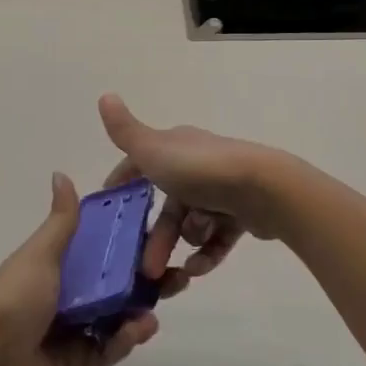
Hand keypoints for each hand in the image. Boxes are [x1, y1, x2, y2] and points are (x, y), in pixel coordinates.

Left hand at [0, 172, 158, 365]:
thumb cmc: (14, 304)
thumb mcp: (39, 256)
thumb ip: (60, 222)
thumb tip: (61, 173)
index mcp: (56, 263)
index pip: (97, 244)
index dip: (126, 236)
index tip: (158, 225)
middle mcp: (67, 293)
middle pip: (114, 280)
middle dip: (144, 274)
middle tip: (177, 270)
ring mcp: (73, 329)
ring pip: (117, 314)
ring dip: (141, 305)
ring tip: (168, 295)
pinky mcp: (78, 363)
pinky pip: (109, 347)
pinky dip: (126, 338)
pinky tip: (143, 328)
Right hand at [98, 94, 292, 299]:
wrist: (261, 187)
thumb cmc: (200, 169)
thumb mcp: (153, 150)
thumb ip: (125, 132)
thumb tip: (104, 95)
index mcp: (176, 146)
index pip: (142, 162)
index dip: (124, 180)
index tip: (109, 205)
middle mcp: (198, 165)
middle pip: (168, 205)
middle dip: (155, 236)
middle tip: (145, 268)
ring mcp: (221, 189)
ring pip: (192, 223)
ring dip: (182, 244)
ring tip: (180, 269)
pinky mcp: (241, 213)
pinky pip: (217, 238)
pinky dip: (206, 254)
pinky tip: (196, 270)